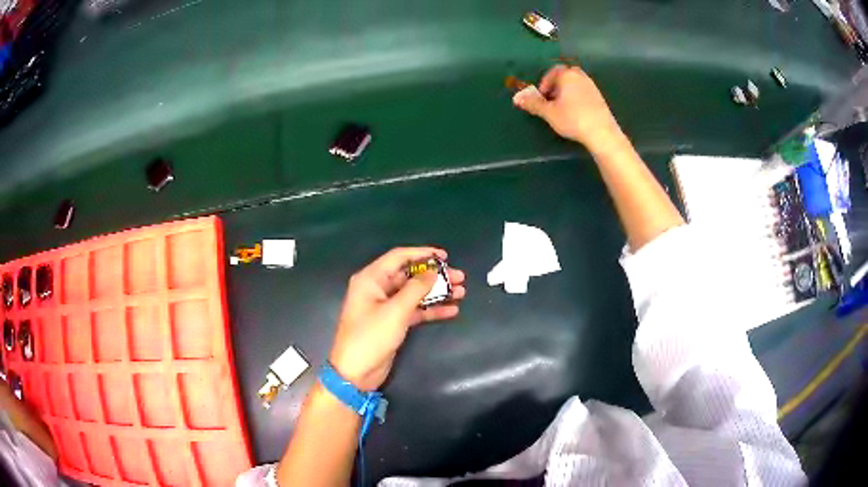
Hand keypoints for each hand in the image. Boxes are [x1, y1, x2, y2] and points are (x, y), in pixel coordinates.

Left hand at [328, 247, 465, 390]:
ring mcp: (385, 306)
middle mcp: (377, 288)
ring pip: (414, 293)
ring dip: (436, 292)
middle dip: (434, 276)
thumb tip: (433, 272)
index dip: (422, 253)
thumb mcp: (395, 311)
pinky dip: (431, 309)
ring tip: (461, 292)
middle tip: (460, 277)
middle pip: (409, 275)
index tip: (445, 256)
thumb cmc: (371, 336)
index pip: (399, 257)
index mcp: (371, 278)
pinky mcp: (392, 322)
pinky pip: (414, 310)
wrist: (356, 372)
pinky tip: (451, 310)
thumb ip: (416, 289)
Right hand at [513, 64, 621, 150]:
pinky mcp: (599, 97)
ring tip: (562, 109)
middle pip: (563, 77)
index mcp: (567, 75)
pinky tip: (575, 114)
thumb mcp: (549, 113)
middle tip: (551, 103)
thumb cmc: (573, 119)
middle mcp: (580, 76)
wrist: (602, 133)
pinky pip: (583, 92)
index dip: (544, 85)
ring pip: (574, 84)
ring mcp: (592, 86)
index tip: (542, 99)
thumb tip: (517, 98)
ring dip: (565, 93)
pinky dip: (576, 98)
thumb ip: (533, 103)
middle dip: (555, 87)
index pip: (551, 73)